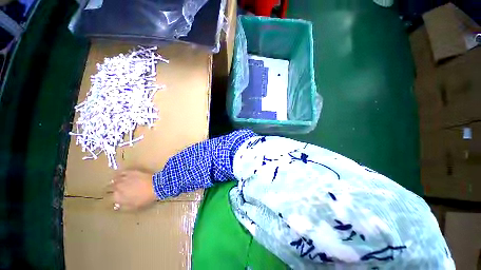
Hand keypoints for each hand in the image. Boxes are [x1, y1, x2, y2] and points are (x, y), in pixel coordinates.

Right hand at [110, 170, 157, 210]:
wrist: (155, 186)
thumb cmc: (146, 198)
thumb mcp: (134, 206)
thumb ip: (124, 206)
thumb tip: (117, 206)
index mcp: (118, 198)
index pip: (113, 197)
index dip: (117, 197)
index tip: (121, 196)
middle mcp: (118, 188)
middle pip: (112, 188)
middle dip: (115, 188)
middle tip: (119, 188)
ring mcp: (123, 179)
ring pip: (115, 180)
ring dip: (116, 181)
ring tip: (119, 182)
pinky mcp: (130, 172)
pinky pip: (122, 172)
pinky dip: (121, 174)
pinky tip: (122, 174)